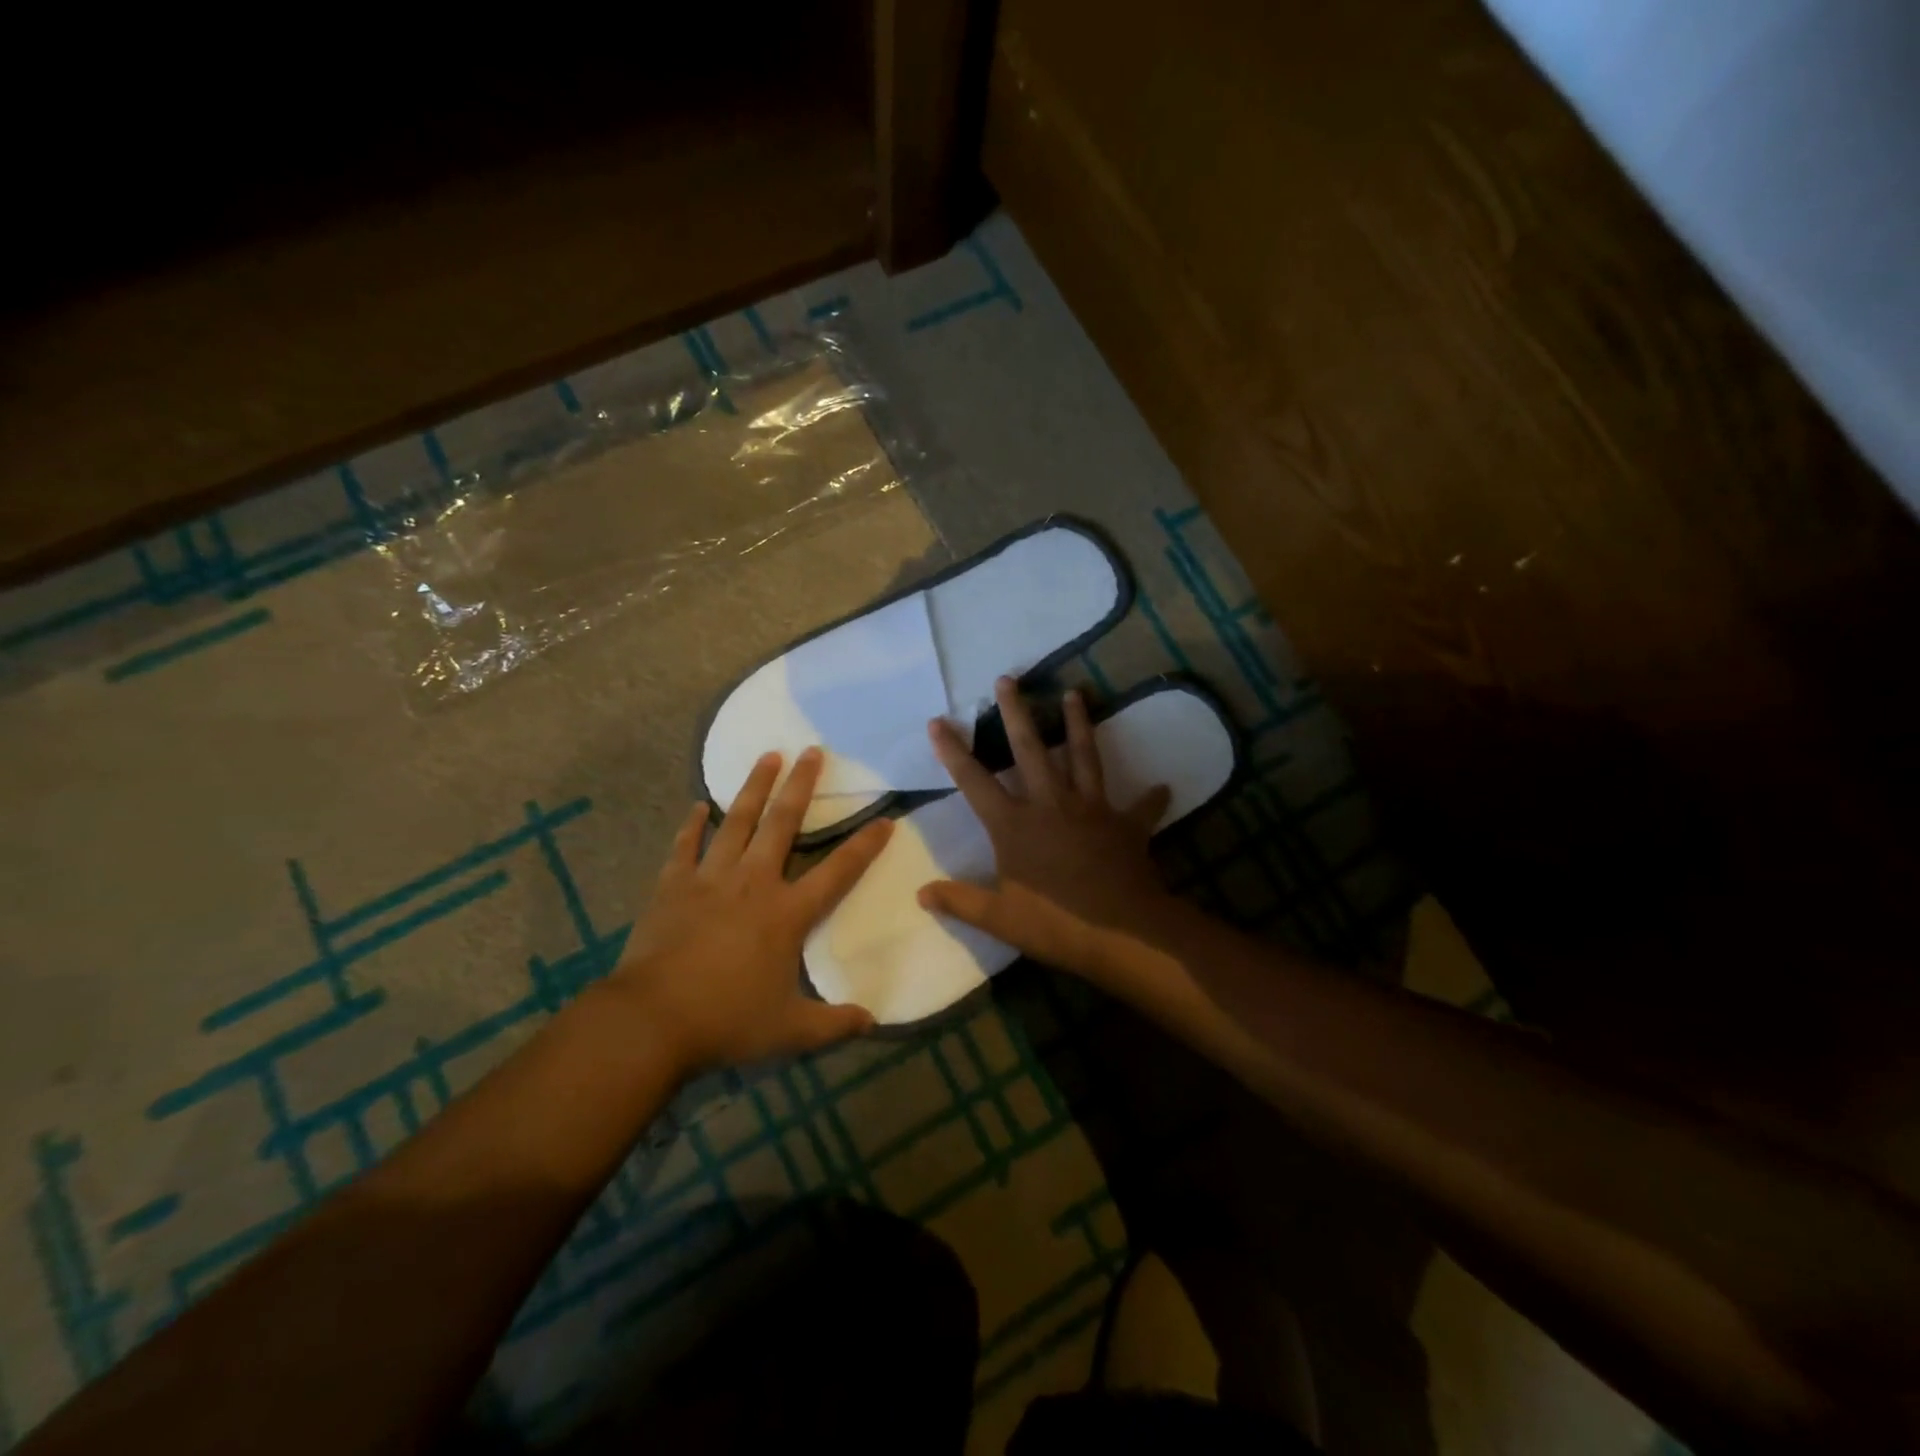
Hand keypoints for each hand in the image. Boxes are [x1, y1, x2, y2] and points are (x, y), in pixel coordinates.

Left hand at [610, 748, 891, 1074]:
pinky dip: (692, 825)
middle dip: (801, 785)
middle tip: (812, 751)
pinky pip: (684, 847)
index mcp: (787, 913)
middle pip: (783, 824)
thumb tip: (872, 1021)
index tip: (885, 820)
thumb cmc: (726, 1021)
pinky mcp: (672, 886)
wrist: (650, 1021)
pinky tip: (698, 805)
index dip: (865, 846)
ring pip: (737, 822)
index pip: (838, 871)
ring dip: (754, 787)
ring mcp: (710, 879)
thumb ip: (834, 1024)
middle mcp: (753, 883)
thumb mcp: (790, 1031)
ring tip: (767, 755)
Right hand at [917, 677, 1177, 976]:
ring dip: (1077, 724)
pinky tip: (1163, 786)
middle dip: (1016, 713)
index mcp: (1014, 825)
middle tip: (1008, 679)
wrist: (1120, 932)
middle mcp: (1050, 804)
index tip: (938, 721)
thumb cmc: (1054, 923)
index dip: (952, 751)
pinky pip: (1141, 808)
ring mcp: (1091, 809)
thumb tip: (921, 894)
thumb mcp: (999, 918)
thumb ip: (960, 901)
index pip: (974, 781)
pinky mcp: (1125, 825)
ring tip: (1075, 693)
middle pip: (1030, 749)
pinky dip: (1151, 799)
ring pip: (1082, 756)